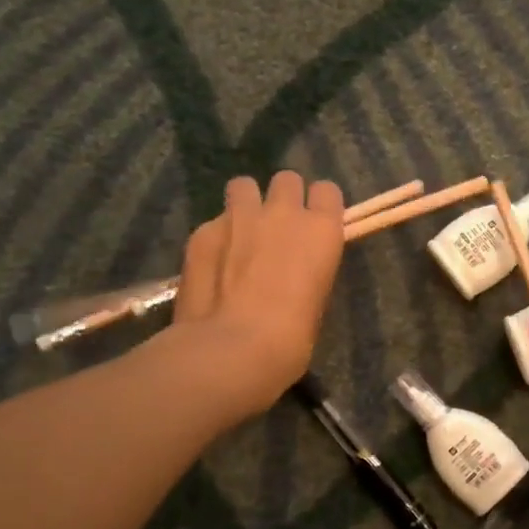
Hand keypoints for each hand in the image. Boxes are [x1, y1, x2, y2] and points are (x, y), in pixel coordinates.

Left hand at [172, 171, 344, 416]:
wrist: (233, 349)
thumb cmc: (291, 339)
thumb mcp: (315, 302)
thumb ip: (306, 272)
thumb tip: (292, 273)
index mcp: (321, 231)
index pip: (327, 190)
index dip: (320, 206)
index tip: (314, 225)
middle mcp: (283, 213)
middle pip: (286, 180)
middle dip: (283, 198)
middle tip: (276, 229)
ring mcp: (238, 217)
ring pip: (244, 185)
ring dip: (246, 204)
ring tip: (240, 234)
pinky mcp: (202, 231)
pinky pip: (213, 221)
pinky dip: (216, 237)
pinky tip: (211, 266)